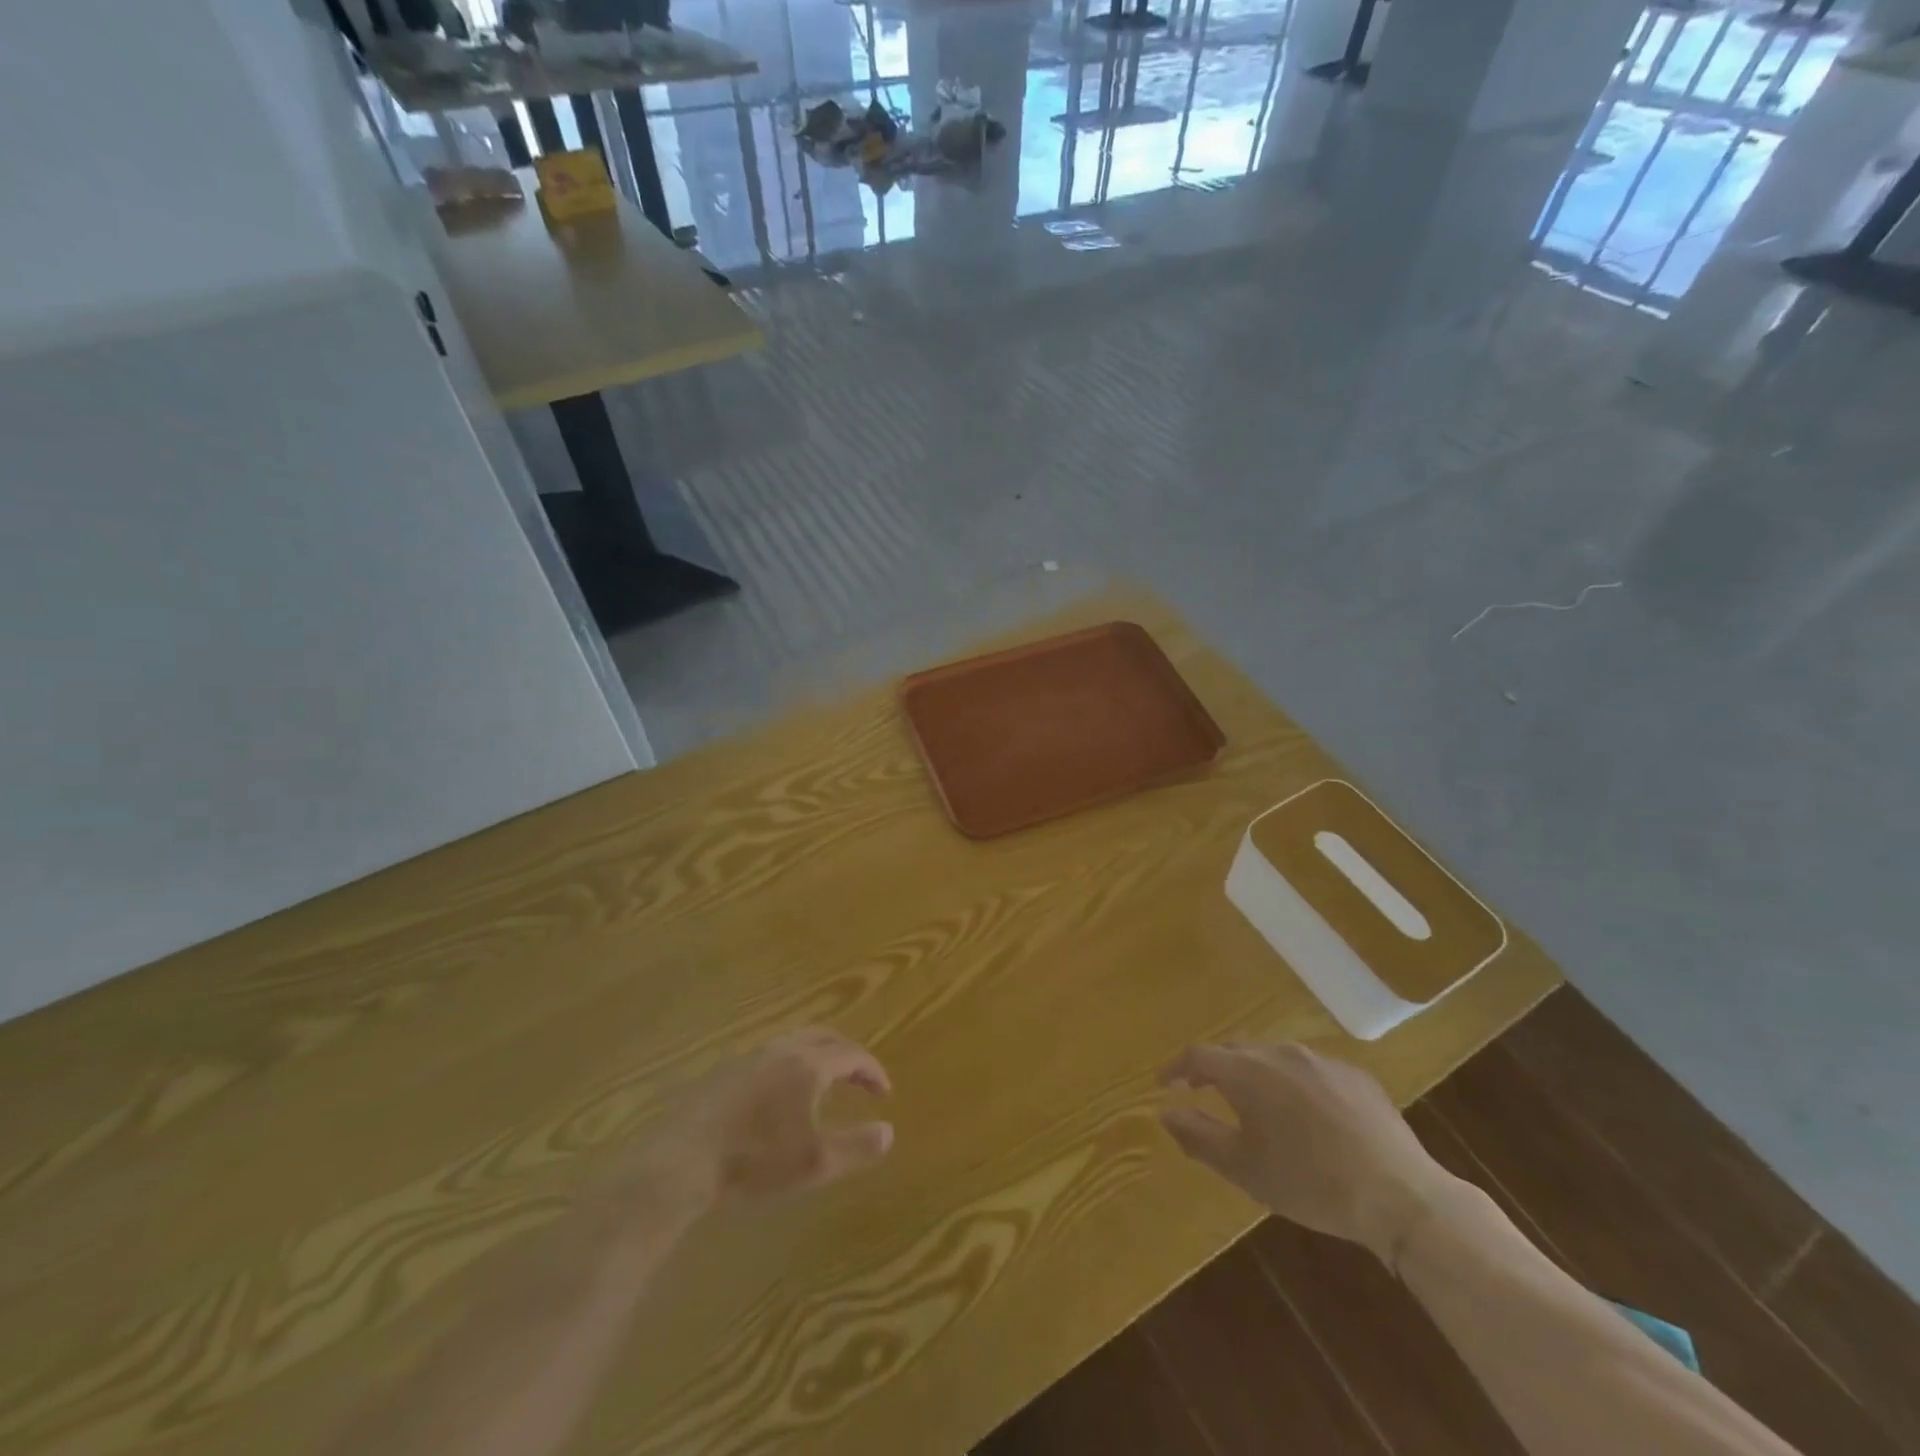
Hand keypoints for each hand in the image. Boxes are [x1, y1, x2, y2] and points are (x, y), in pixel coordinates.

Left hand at [633, 1028, 893, 1212]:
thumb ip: (857, 1147)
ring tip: (824, 1083)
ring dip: (818, 1055)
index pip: (853, 1054)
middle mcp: (782, 1049)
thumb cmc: (755, 1161)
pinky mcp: (724, 1071)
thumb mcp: (815, 1163)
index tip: (884, 1093)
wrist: (682, 1161)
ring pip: (794, 1041)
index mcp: (808, 1064)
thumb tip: (889, 1131)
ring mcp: (749, 1056)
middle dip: (848, 1054)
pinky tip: (780, 1095)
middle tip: (860, 1078)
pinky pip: (769, 1055)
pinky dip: (790, 1064)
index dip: (872, 1070)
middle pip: (824, 1036)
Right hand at [1159, 1042, 1456, 1263]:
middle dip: (1214, 1067)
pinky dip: (1294, 1083)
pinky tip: (1305, 1113)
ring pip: (1273, 1056)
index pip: (1197, 1056)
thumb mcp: (1244, 1168)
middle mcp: (1280, 1052)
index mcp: (1247, 1071)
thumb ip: (1198, 1135)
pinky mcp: (1355, 1075)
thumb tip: (1165, 1111)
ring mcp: (1321, 1060)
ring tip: (1254, 1102)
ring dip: (1255, 1072)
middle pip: (1235, 1050)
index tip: (1165, 1085)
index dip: (1176, 1069)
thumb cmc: (1310, 1183)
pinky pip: (1310, 1069)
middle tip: (1203, 1090)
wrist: (1399, 1195)